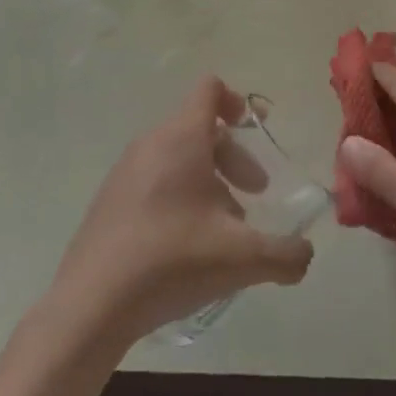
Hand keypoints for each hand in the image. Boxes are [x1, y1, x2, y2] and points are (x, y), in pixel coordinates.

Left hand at [47, 77, 313, 347]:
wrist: (89, 307)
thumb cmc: (171, 261)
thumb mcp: (240, 258)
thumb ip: (284, 254)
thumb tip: (306, 255)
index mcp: (182, 137)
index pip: (211, 89)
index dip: (238, 101)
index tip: (257, 129)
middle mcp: (152, 142)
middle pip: (200, 128)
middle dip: (233, 156)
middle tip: (253, 193)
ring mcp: (125, 171)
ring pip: (177, 157)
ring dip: (208, 180)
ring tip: (223, 227)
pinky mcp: (109, 200)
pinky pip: (154, 179)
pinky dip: (178, 195)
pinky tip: (186, 245)